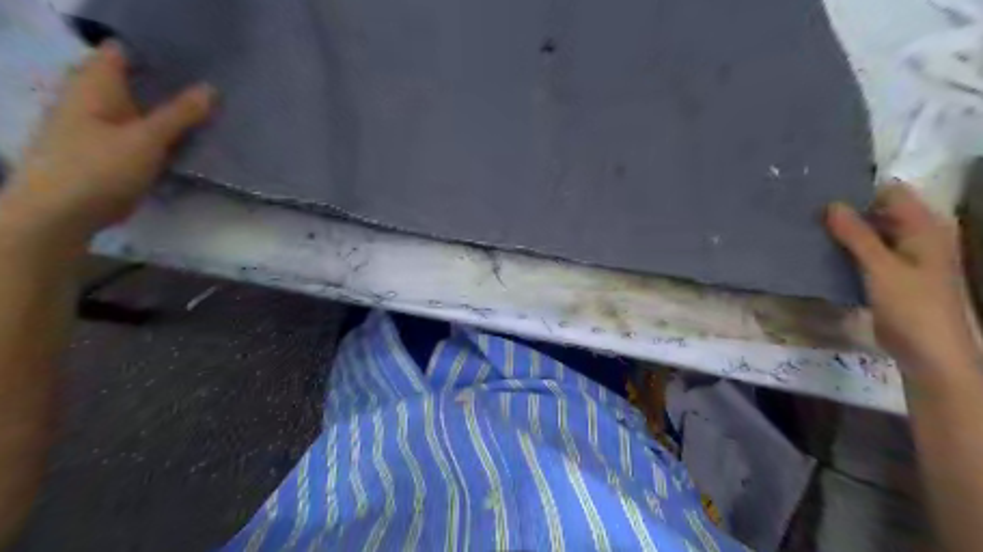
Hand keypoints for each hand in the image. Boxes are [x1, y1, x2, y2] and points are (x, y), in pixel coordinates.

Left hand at [0, 42, 215, 238]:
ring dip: (168, 111)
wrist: (61, 213)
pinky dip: (161, 133)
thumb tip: (211, 88)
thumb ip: (181, 114)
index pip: (123, 52)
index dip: (157, 53)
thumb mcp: (147, 139)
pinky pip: (139, 132)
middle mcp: (92, 98)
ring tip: (208, 112)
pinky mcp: (106, 150)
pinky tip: (187, 140)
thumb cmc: (100, 167)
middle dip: (169, 84)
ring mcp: (97, 125)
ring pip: (139, 109)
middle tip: (211, 90)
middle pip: (134, 81)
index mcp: (94, 84)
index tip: (196, 63)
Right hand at [824, 182, 978, 381]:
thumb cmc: (911, 305)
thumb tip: (830, 204)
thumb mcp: (880, 267)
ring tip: (809, 228)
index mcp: (925, 228)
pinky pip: (866, 254)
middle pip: (880, 212)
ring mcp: (904, 257)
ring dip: (844, 232)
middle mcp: (917, 237)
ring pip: (870, 234)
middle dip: (847, 211)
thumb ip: (856, 234)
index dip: (860, 190)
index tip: (822, 193)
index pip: (891, 193)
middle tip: (808, 211)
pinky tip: (821, 252)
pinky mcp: (889, 275)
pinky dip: (846, 250)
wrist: (927, 351)